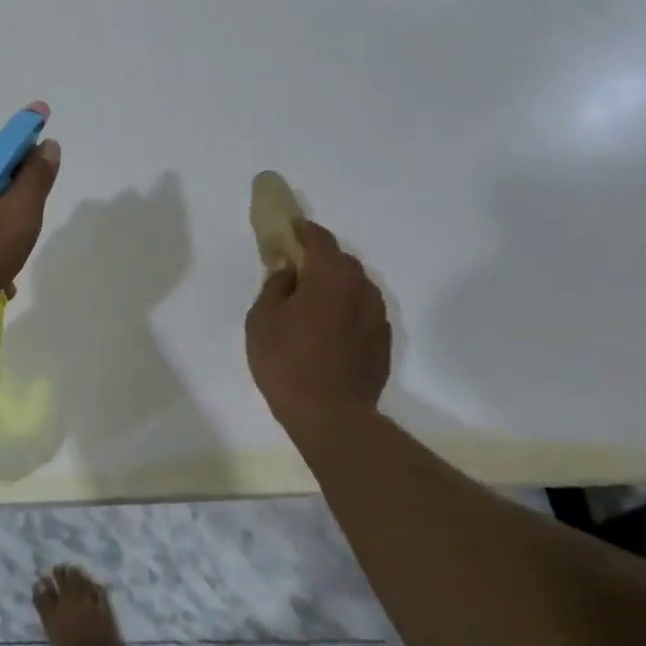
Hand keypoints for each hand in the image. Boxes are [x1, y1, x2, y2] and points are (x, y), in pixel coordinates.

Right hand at [245, 220, 392, 448]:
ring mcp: (377, 315)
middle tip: (294, 270)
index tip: (287, 229)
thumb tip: (287, 269)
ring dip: (334, 285)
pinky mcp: (383, 340)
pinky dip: (345, 309)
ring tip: (311, 302)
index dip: (301, 230)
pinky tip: (328, 329)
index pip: (318, 238)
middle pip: (340, 260)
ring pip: (354, 286)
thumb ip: (275, 285)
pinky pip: (362, 311)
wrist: (331, 416)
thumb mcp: (262, 318)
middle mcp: (360, 287)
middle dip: (318, 259)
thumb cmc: (287, 361)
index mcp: (329, 275)